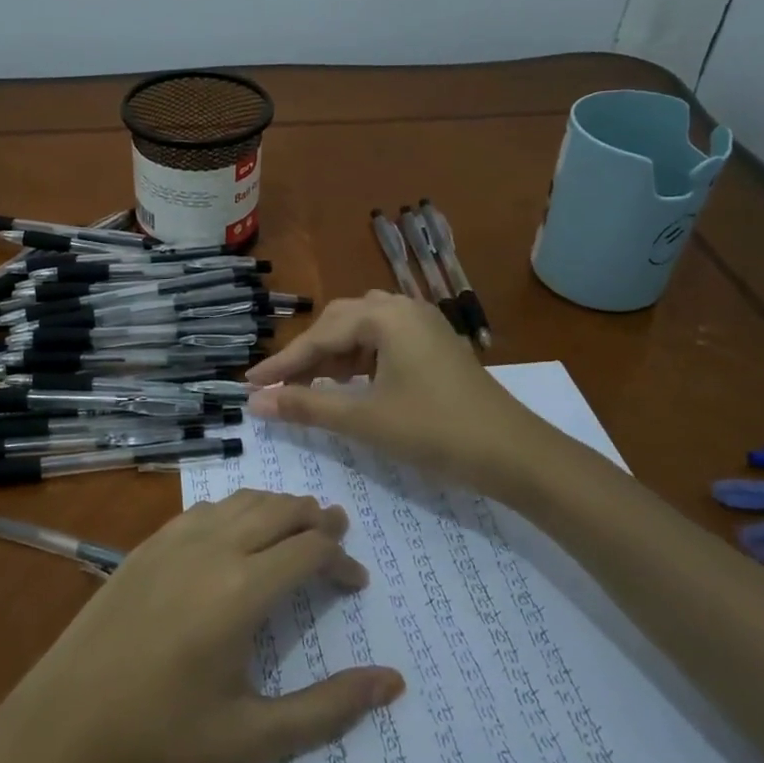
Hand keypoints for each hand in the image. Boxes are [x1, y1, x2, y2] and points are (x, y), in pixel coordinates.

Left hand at [0, 489, 403, 762]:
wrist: (69, 718)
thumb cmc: (165, 732)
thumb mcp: (254, 736)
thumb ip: (328, 708)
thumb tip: (391, 683)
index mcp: (243, 590)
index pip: (310, 551)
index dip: (341, 560)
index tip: (356, 583)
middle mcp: (214, 547)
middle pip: (280, 509)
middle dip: (316, 519)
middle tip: (338, 534)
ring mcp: (176, 538)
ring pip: (243, 500)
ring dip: (278, 507)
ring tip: (299, 526)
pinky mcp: (149, 541)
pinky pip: (207, 508)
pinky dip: (238, 509)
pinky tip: (239, 532)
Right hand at [246, 291, 542, 488]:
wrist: (515, 454)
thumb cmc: (435, 431)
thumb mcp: (365, 420)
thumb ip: (306, 407)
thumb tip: (255, 403)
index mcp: (385, 316)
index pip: (319, 336)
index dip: (281, 363)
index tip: (249, 383)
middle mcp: (403, 308)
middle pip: (339, 325)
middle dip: (306, 357)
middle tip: (277, 387)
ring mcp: (423, 325)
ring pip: (362, 332)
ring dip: (333, 357)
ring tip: (310, 388)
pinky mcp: (434, 345)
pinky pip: (384, 342)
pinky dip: (359, 361)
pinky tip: (350, 385)